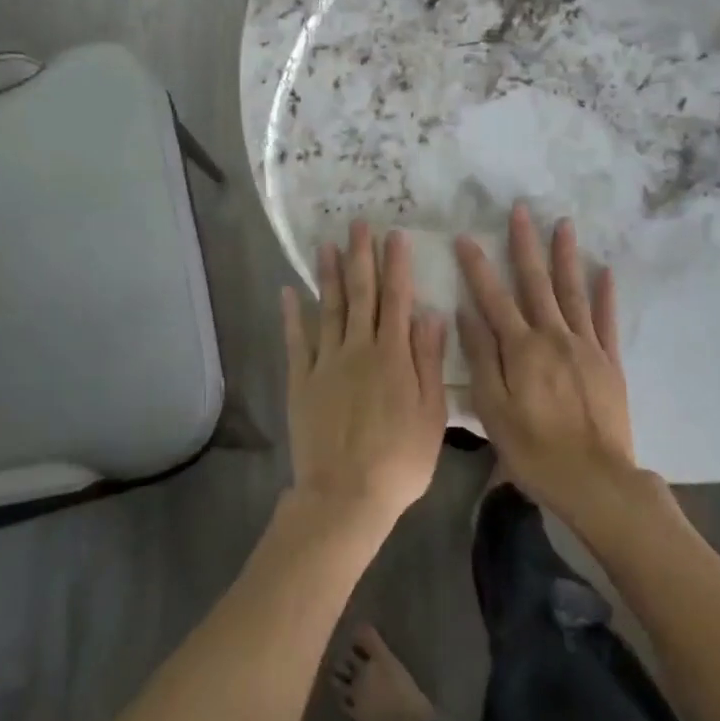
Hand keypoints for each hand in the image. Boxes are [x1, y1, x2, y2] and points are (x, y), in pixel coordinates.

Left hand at [282, 221, 449, 531]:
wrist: (346, 496)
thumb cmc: (399, 460)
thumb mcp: (431, 414)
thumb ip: (428, 361)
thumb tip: (431, 314)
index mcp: (393, 355)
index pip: (397, 299)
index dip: (397, 265)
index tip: (396, 235)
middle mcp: (358, 348)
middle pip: (361, 294)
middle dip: (361, 256)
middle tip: (358, 224)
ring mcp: (326, 363)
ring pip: (329, 308)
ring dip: (328, 274)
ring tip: (326, 244)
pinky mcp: (302, 381)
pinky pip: (297, 341)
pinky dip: (292, 315)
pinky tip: (288, 292)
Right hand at [455, 204, 641, 527]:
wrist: (596, 480)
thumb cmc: (534, 450)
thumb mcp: (493, 409)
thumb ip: (481, 358)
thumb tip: (465, 313)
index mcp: (521, 348)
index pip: (493, 297)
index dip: (477, 266)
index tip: (465, 237)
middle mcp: (553, 336)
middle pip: (536, 282)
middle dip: (525, 244)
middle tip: (520, 210)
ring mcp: (585, 345)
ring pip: (572, 291)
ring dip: (565, 255)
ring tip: (563, 223)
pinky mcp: (609, 360)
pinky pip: (606, 319)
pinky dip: (605, 293)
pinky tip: (604, 269)